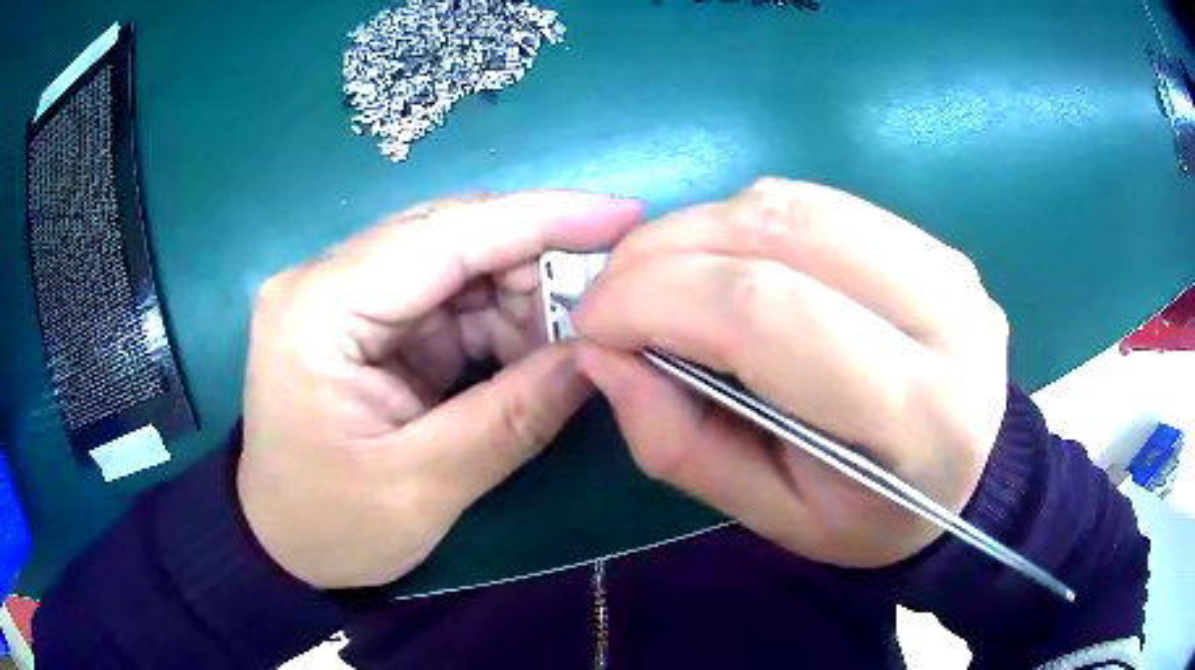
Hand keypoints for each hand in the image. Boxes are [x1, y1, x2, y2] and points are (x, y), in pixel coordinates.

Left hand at [239, 192, 641, 588]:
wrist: (282, 546)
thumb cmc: (331, 527)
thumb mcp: (423, 487)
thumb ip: (514, 417)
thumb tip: (601, 354)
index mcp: (319, 309)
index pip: (442, 237)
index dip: (540, 219)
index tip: (622, 214)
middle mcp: (327, 282)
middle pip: (449, 239)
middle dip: (533, 265)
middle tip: (601, 307)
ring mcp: (346, 299)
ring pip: (455, 266)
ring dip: (518, 300)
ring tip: (563, 348)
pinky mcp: (366, 324)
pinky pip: (447, 302)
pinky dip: (496, 325)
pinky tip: (526, 358)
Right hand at [572, 178, 1008, 567]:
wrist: (967, 479)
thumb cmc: (873, 520)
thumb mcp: (772, 517)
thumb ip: (682, 443)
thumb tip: (604, 354)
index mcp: (920, 414)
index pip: (770, 315)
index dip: (659, 300)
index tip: (593, 324)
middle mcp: (948, 317)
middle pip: (780, 235)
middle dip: (665, 250)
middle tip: (612, 292)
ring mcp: (948, 265)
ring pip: (795, 204)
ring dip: (701, 227)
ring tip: (659, 275)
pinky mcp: (934, 243)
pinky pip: (821, 203)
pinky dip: (747, 221)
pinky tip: (725, 261)